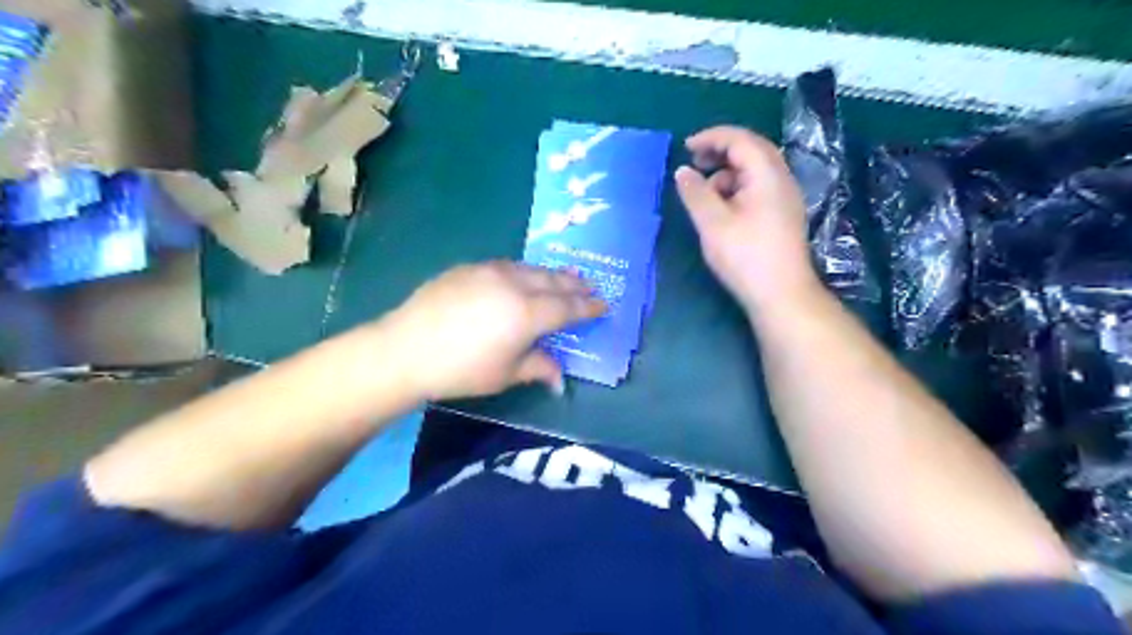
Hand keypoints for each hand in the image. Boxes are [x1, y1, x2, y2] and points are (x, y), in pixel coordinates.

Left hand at [374, 262, 605, 401]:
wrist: (405, 348)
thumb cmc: (461, 369)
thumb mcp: (505, 374)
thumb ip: (538, 368)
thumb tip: (560, 380)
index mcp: (528, 313)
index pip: (568, 307)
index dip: (588, 307)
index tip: (604, 304)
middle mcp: (514, 285)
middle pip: (553, 282)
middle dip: (574, 285)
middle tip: (590, 286)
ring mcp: (490, 271)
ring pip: (531, 269)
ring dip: (552, 275)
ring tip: (565, 277)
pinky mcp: (469, 268)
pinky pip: (507, 266)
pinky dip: (525, 271)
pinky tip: (523, 276)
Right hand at [671, 124, 824, 310]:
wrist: (782, 294)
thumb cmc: (746, 257)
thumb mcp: (713, 224)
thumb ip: (695, 193)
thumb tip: (682, 171)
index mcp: (767, 175)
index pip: (740, 139)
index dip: (711, 138)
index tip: (685, 148)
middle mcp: (781, 179)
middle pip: (751, 149)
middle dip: (720, 151)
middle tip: (694, 163)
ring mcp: (785, 197)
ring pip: (755, 169)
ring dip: (727, 172)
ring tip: (705, 192)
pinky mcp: (783, 214)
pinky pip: (758, 187)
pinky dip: (737, 187)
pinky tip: (723, 209)